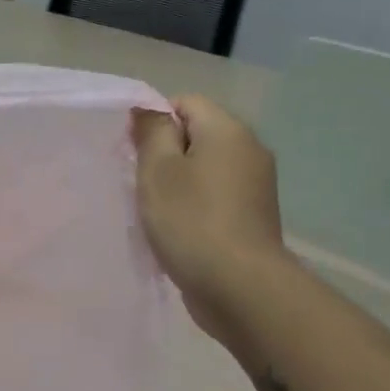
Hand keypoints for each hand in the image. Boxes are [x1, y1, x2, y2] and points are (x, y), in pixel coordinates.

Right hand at [131, 95, 289, 332]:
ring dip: (178, 181)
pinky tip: (178, 227)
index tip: (134, 152)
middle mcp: (249, 150)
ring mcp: (256, 185)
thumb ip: (152, 132)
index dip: (154, 121)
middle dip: (165, 152)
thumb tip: (149, 110)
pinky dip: (195, 203)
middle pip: (197, 134)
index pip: (185, 102)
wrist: (241, 287)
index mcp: (228, 130)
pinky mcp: (254, 216)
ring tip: (156, 208)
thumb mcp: (158, 169)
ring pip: (205, 167)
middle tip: (140, 180)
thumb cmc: (191, 219)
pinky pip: (216, 194)